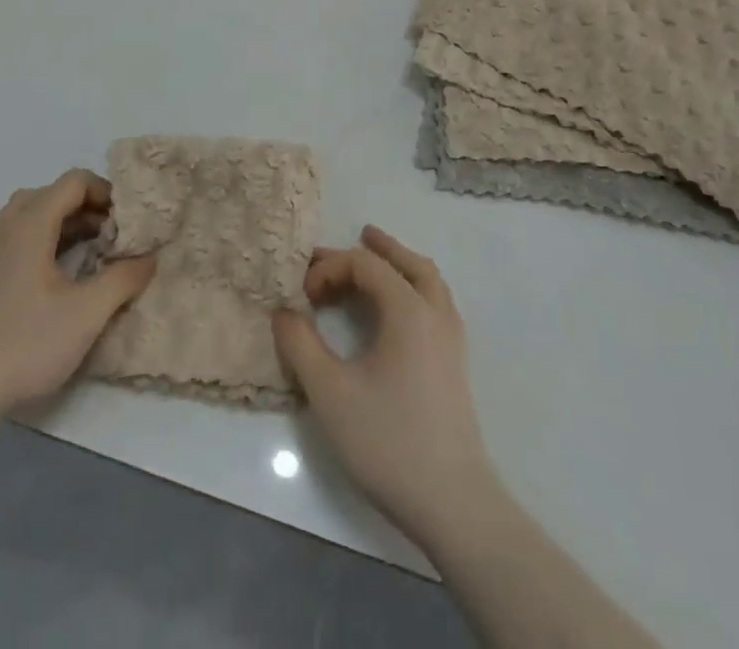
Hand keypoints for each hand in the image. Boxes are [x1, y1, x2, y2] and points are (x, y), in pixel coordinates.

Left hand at [0, 169, 155, 414]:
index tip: (128, 222)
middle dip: (90, 208)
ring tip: (95, 253)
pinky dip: (49, 241)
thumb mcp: (86, 313)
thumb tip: (149, 258)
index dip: (107, 192)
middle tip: (115, 236)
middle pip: (56, 194)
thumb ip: (123, 279)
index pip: (75, 181)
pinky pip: (23, 236)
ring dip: (70, 224)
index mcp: (32, 222)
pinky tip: (63, 277)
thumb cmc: (24, 342)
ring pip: (37, 215)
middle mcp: (9, 224)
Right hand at [272, 225, 499, 544]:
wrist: (453, 502)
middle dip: (378, 248)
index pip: (366, 265)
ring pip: (428, 280)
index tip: (304, 297)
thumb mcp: (331, 393)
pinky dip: (414, 288)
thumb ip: (301, 345)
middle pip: (408, 262)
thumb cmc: (389, 441)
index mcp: (408, 309)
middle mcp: (435, 313)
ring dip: (400, 264)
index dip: (330, 268)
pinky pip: (435, 302)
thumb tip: (283, 311)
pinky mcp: (455, 363)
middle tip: (355, 235)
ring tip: (378, 260)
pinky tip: (396, 309)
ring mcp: (451, 338)